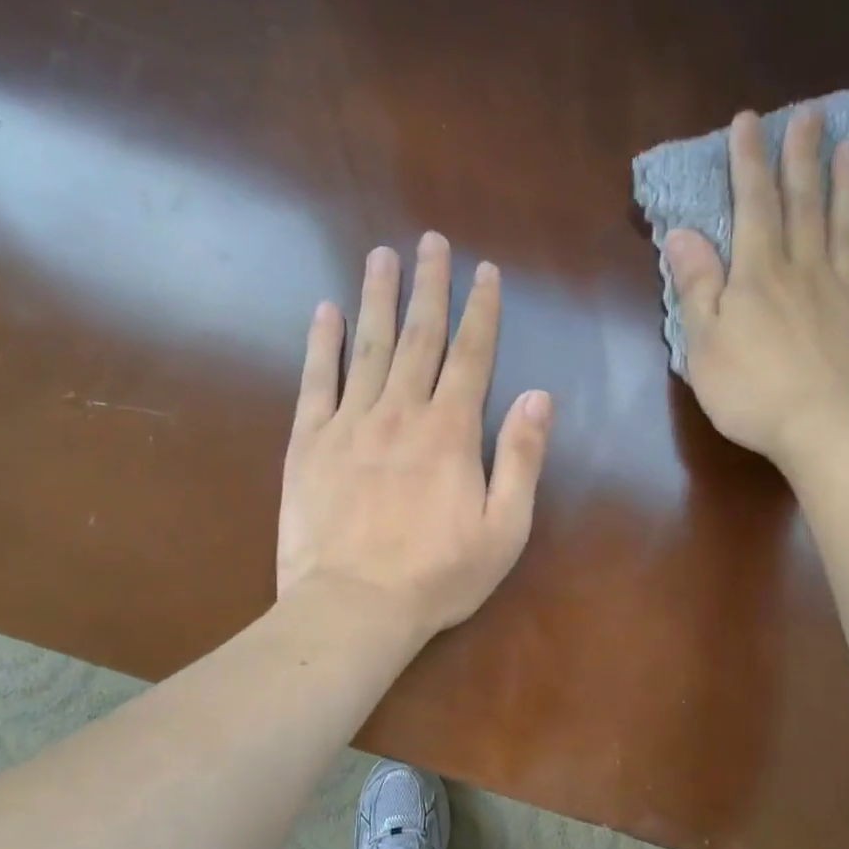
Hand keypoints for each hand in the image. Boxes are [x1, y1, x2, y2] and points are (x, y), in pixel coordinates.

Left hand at [278, 232, 553, 640]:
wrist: (353, 607)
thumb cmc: (438, 576)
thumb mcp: (504, 528)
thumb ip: (521, 459)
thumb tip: (539, 396)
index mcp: (451, 432)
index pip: (472, 356)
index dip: (481, 311)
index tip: (485, 272)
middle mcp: (401, 412)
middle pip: (419, 337)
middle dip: (429, 287)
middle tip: (430, 241)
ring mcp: (350, 424)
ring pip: (368, 347)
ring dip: (377, 298)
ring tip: (381, 255)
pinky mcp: (309, 443)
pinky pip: (315, 381)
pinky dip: (321, 344)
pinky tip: (325, 311)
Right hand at [665, 105, 848, 470]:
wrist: (827, 429)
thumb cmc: (752, 392)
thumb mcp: (704, 345)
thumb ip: (696, 287)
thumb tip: (682, 234)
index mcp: (759, 275)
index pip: (753, 205)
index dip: (749, 162)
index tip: (749, 122)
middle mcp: (806, 268)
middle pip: (805, 203)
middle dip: (802, 157)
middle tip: (810, 115)